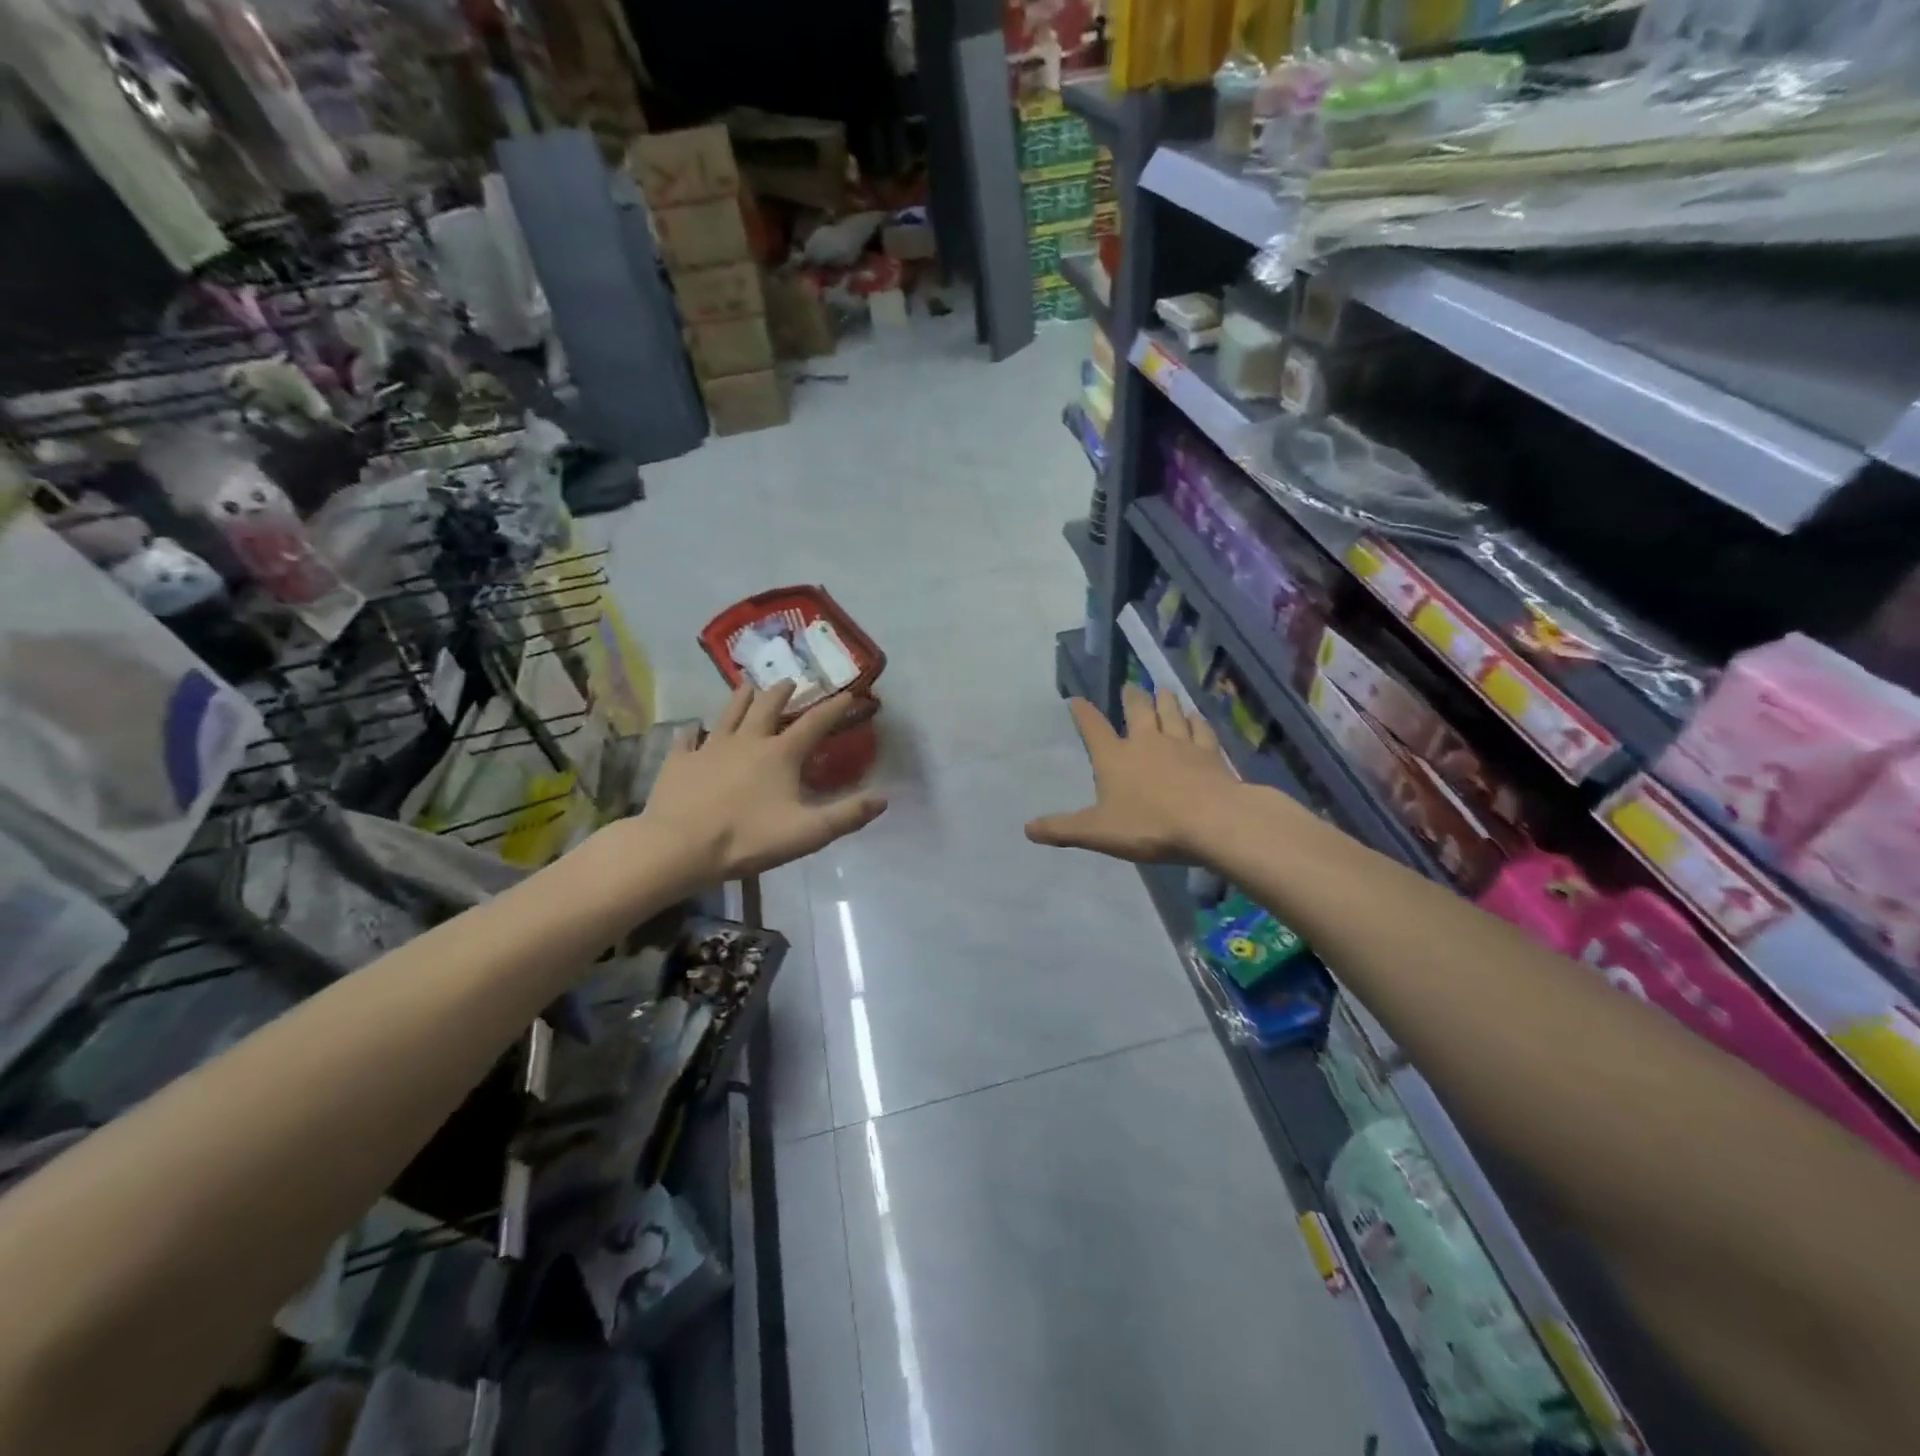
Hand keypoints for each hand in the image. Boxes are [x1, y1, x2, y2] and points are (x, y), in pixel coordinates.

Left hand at [640, 682, 887, 882]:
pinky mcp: (679, 762)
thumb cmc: (747, 838)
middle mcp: (747, 741)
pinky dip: (692, 732)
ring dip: (741, 698)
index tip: (848, 693)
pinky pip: (687, 740)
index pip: (814, 723)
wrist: (679, 846)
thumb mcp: (808, 832)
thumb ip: (847, 815)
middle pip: (767, 708)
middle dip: (782, 692)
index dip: (834, 708)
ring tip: (748, 684)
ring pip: (728, 714)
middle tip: (790, 681)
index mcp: (780, 754)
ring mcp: (709, 748)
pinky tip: (691, 729)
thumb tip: (883, 798)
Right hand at [1026, 687, 1239, 862]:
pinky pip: (1200, 729)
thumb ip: (1062, 829)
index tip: (1076, 699)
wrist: (1212, 821)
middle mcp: (1146, 741)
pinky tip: (1196, 717)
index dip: (1083, 714)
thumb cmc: (1149, 826)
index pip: (1093, 729)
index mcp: (1114, 757)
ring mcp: (1181, 744)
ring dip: (1165, 700)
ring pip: (1171, 712)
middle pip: (1138, 710)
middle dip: (1131, 697)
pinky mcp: (1210, 753)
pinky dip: (1196, 720)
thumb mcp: (1097, 832)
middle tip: (1130, 687)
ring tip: (1162, 690)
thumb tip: (1028, 829)